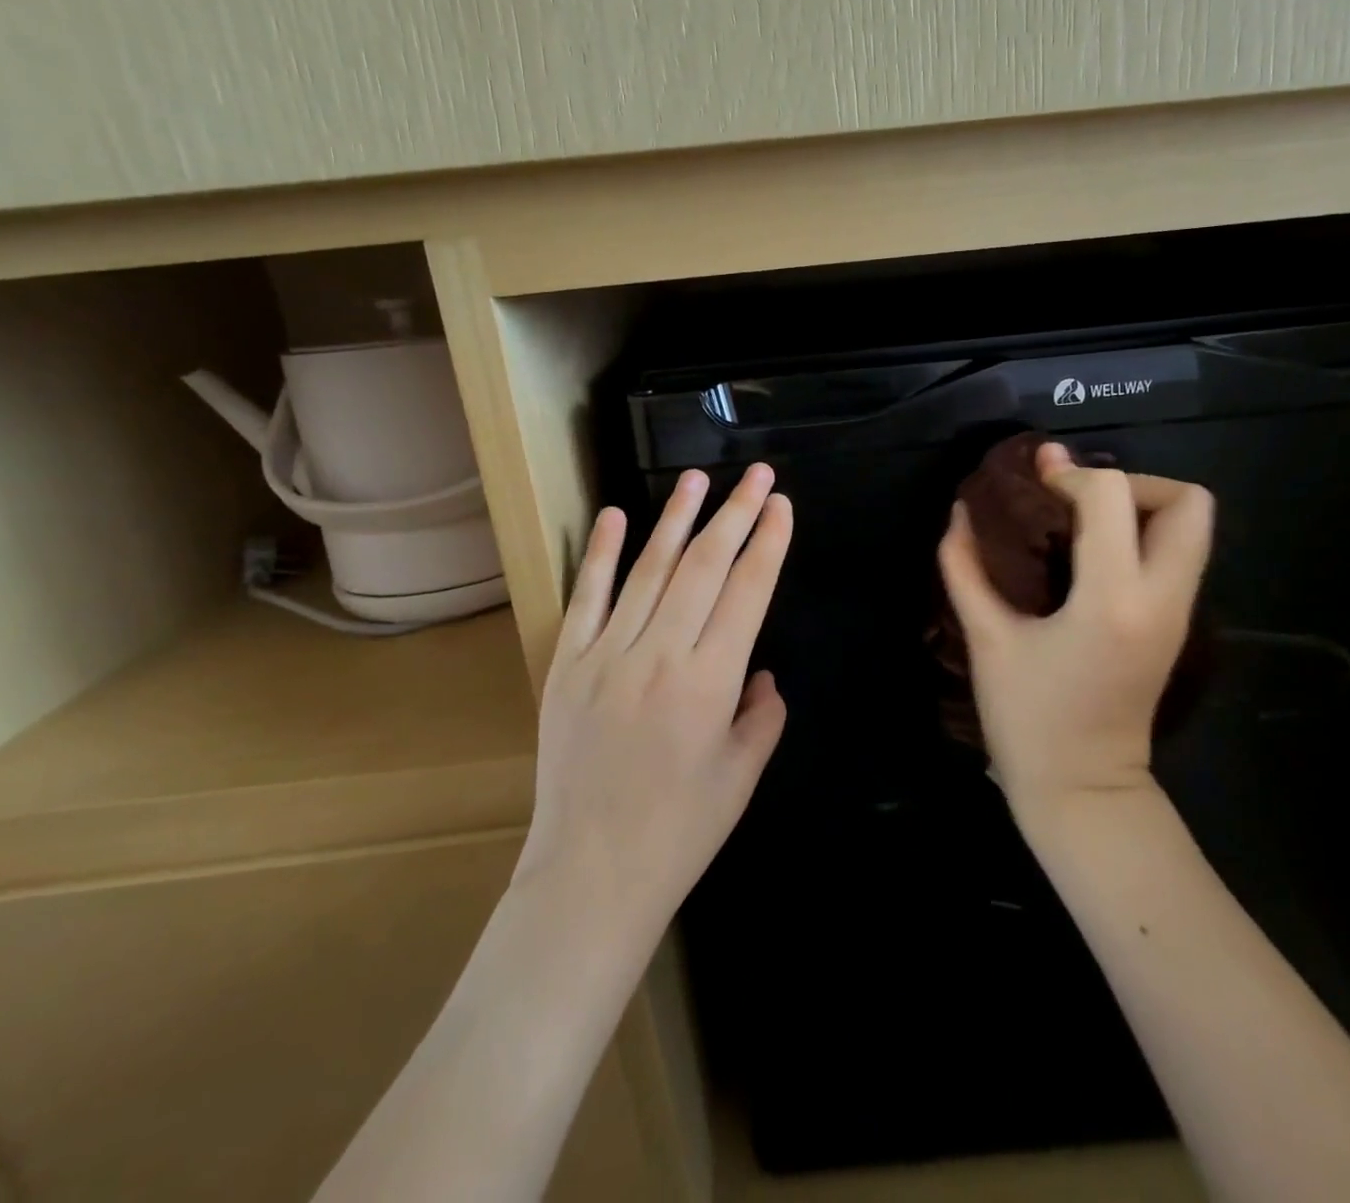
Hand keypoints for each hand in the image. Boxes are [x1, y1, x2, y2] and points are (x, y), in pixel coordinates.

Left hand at [517, 463, 792, 944]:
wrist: (591, 875)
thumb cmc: (679, 832)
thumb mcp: (743, 776)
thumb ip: (762, 714)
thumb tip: (761, 673)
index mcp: (710, 682)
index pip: (747, 592)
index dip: (769, 543)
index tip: (782, 506)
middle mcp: (659, 655)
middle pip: (704, 566)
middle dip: (735, 513)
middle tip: (757, 475)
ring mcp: (606, 654)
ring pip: (649, 569)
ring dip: (676, 518)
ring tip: (698, 478)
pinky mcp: (567, 664)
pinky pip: (586, 597)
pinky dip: (599, 552)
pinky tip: (615, 515)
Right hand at [937, 441, 1212, 819]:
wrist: (1083, 790)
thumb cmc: (1027, 720)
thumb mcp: (987, 638)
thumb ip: (965, 567)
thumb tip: (960, 512)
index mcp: (1111, 600)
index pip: (1112, 497)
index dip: (1070, 475)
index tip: (1035, 481)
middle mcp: (1161, 597)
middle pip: (1187, 501)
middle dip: (1131, 482)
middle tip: (1077, 500)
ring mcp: (1179, 612)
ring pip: (1193, 525)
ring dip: (1139, 506)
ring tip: (1081, 522)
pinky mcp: (1177, 624)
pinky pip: (1176, 553)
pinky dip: (1141, 534)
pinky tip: (1090, 553)